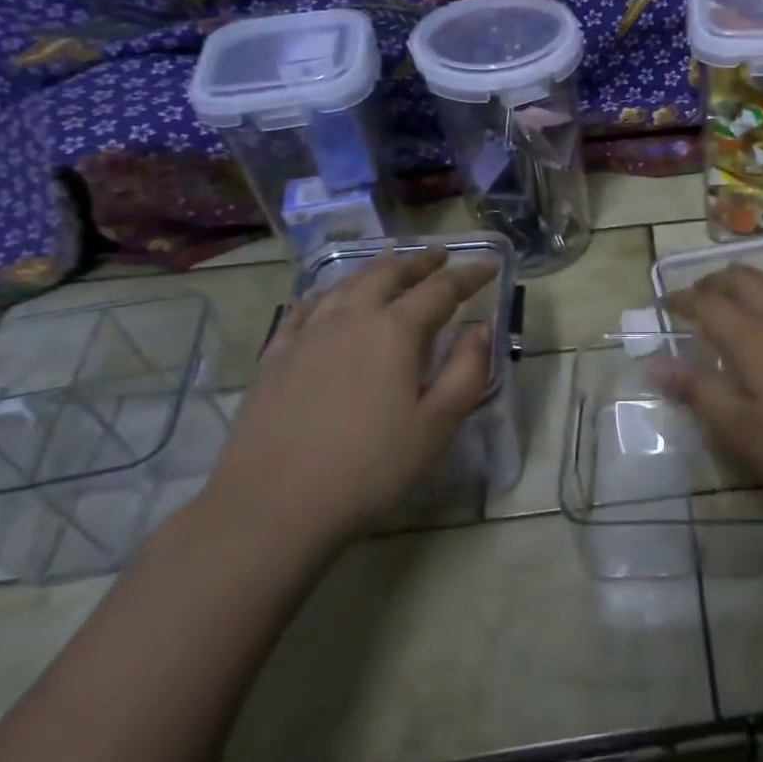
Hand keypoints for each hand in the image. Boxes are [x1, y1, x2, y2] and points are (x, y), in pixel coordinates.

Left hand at [200, 248, 496, 558]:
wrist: (272, 506)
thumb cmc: (369, 468)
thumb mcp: (437, 424)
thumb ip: (467, 370)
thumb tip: (481, 329)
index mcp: (395, 331)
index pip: (441, 290)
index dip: (469, 275)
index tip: (490, 265)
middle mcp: (351, 318)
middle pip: (389, 275)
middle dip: (419, 262)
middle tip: (441, 255)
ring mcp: (307, 334)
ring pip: (347, 284)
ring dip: (377, 269)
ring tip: (393, 264)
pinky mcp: (276, 356)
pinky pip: (306, 307)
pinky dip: (328, 291)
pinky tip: (330, 296)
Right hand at [650, 264, 762, 502]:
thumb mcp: (744, 431)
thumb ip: (699, 393)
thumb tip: (656, 363)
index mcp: (751, 334)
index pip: (705, 302)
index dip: (680, 300)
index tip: (664, 304)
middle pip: (740, 277)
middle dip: (712, 282)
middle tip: (696, 300)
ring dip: (744, 285)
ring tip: (734, 305)